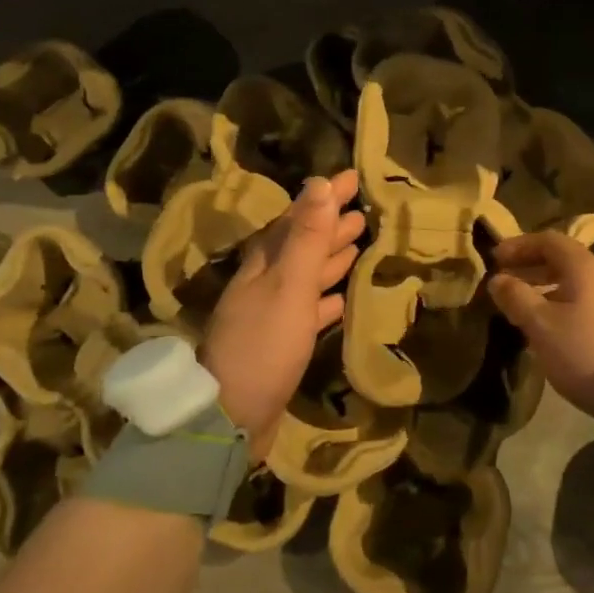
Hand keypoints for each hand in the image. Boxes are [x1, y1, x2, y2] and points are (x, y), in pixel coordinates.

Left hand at [200, 169, 364, 458]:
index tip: (352, 176)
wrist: (231, 416)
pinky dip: (326, 298)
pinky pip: (308, 309)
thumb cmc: (263, 345)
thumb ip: (306, 237)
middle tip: (363, 208)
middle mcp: (265, 282)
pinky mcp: (281, 343)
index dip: (325, 197)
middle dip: (330, 224)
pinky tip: (342, 297)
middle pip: (302, 244)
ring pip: (306, 274)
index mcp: (264, 264)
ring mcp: (272, 314)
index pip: (298, 217)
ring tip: (358, 241)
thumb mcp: (288, 286)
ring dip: (330, 257)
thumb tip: (320, 183)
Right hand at [487, 232, 593, 425]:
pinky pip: (582, 299)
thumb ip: (516, 296)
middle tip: (503, 279)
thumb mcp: (540, 324)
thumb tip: (497, 279)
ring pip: (571, 281)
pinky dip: (558, 301)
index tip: (495, 258)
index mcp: (584, 267)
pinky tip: (545, 323)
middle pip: (561, 259)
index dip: (519, 245)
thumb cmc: (582, 349)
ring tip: (519, 303)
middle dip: (529, 266)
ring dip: (542, 285)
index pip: (548, 240)